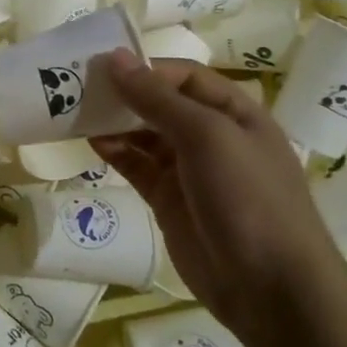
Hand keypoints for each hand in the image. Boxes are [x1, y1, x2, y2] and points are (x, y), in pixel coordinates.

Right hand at [91, 53, 344, 342]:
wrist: (270, 288)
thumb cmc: (248, 197)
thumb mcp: (206, 136)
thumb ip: (157, 98)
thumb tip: (114, 58)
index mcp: (235, 112)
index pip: (184, 76)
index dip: (145, 68)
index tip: (101, 67)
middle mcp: (212, 136)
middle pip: (160, 103)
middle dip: (123, 94)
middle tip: (78, 88)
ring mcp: (189, 170)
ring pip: (144, 135)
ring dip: (114, 123)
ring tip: (75, 114)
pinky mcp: (168, 200)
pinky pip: (136, 166)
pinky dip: (114, 153)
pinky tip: (90, 143)